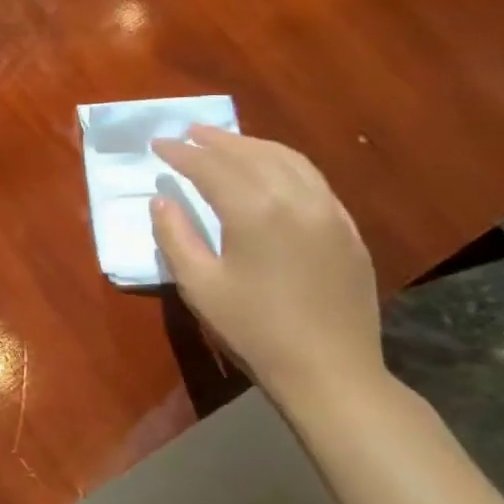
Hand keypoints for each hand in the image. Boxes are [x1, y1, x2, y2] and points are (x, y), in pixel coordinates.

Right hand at [150, 127, 383, 402]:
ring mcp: (328, 212)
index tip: (157, 145)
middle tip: (188, 133)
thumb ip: (175, 236)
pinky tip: (270, 170)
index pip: (211, 167)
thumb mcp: (198, 285)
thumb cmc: (253, 328)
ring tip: (225, 142)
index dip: (181, 153)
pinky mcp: (346, 229)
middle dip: (216, 140)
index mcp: (254, 212)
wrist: (329, 370)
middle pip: (251, 155)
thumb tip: (162, 200)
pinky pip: (314, 180)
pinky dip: (284, 163)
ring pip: (289, 160)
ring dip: (252, 146)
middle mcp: (295, 200)